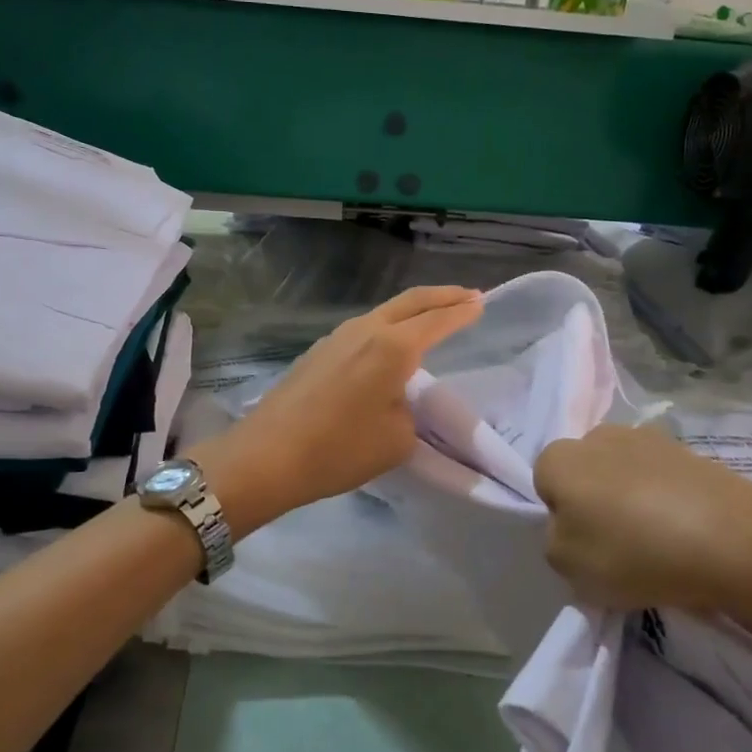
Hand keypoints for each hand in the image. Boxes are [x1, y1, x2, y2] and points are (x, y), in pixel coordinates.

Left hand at [191, 285, 482, 530]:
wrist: (268, 455)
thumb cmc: (340, 449)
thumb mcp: (396, 439)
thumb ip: (409, 411)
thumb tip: (396, 400)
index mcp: (393, 347)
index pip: (437, 320)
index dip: (462, 311)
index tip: (482, 302)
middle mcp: (365, 331)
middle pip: (410, 301)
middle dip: (442, 296)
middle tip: (467, 296)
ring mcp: (336, 338)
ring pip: (383, 313)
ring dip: (411, 311)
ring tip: (431, 317)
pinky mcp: (317, 352)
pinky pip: (362, 330)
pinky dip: (386, 329)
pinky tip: (388, 347)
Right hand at [534, 423, 751, 614]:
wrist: (735, 542)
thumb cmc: (634, 553)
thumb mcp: (568, 566)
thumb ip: (556, 541)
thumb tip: (574, 527)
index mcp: (559, 457)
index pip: (544, 483)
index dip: (561, 516)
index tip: (585, 545)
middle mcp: (598, 435)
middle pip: (586, 472)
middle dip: (596, 500)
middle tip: (619, 543)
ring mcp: (650, 438)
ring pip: (626, 473)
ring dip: (634, 499)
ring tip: (660, 541)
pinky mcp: (693, 451)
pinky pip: (666, 480)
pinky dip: (670, 501)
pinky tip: (688, 534)